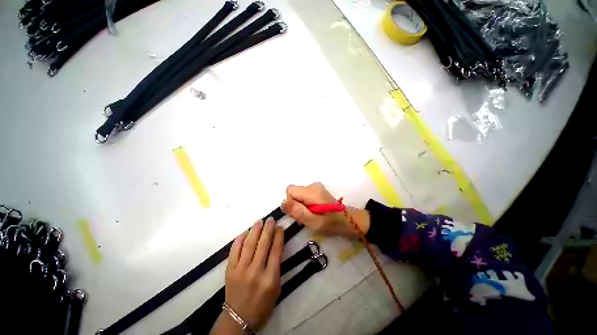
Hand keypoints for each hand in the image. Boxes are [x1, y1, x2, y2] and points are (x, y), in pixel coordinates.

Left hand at [213, 218, 283, 333]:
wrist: (239, 318)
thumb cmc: (263, 304)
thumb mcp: (276, 287)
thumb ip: (277, 266)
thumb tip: (276, 244)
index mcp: (270, 278)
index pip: (276, 250)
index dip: (279, 236)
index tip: (280, 227)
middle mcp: (255, 272)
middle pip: (263, 244)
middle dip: (268, 229)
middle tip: (270, 219)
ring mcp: (241, 270)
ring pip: (249, 244)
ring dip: (255, 230)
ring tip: (259, 221)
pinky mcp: (230, 270)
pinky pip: (234, 250)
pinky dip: (240, 239)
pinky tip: (245, 232)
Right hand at [281, 182, 369, 237]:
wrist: (349, 220)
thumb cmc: (332, 223)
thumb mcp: (314, 222)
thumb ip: (298, 212)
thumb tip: (283, 202)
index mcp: (312, 192)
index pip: (290, 190)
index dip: (290, 203)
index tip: (299, 214)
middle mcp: (313, 185)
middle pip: (294, 192)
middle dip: (295, 206)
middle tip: (305, 218)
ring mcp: (316, 187)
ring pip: (298, 195)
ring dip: (300, 206)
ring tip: (311, 217)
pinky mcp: (318, 190)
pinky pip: (304, 195)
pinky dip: (305, 204)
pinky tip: (313, 212)